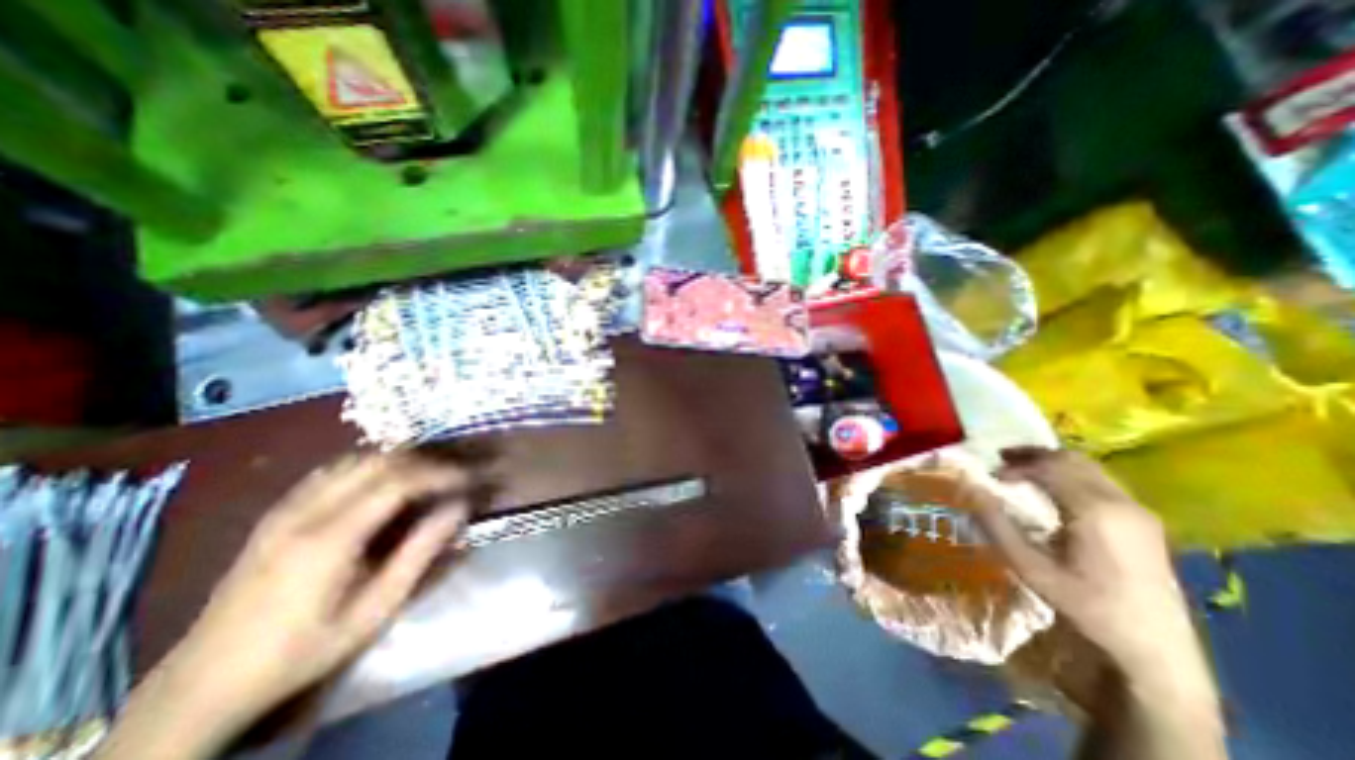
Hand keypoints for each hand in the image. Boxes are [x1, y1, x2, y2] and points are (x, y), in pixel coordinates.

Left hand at [98, 453, 471, 757]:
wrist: (203, 682)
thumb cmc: (303, 649)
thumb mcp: (375, 609)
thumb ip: (421, 553)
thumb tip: (459, 508)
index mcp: (329, 537)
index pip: (399, 481)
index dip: (441, 473)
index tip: (470, 478)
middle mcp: (305, 510)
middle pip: (379, 461)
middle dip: (426, 460)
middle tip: (454, 473)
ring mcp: (286, 508)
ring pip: (355, 459)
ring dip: (400, 459)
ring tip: (428, 474)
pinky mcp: (277, 512)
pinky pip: (333, 470)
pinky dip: (371, 465)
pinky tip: (385, 481)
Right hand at [964, 449, 1194, 668]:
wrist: (1158, 652)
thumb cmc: (1088, 607)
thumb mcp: (1030, 568)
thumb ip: (997, 525)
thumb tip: (970, 490)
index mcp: (1095, 511)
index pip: (1048, 468)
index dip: (1015, 466)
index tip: (991, 477)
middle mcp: (1121, 502)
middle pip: (1072, 459)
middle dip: (1033, 455)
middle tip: (1001, 461)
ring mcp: (1138, 511)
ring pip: (1089, 467)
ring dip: (1052, 463)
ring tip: (1021, 471)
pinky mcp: (1144, 521)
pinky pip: (1101, 481)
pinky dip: (1070, 475)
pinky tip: (1053, 490)